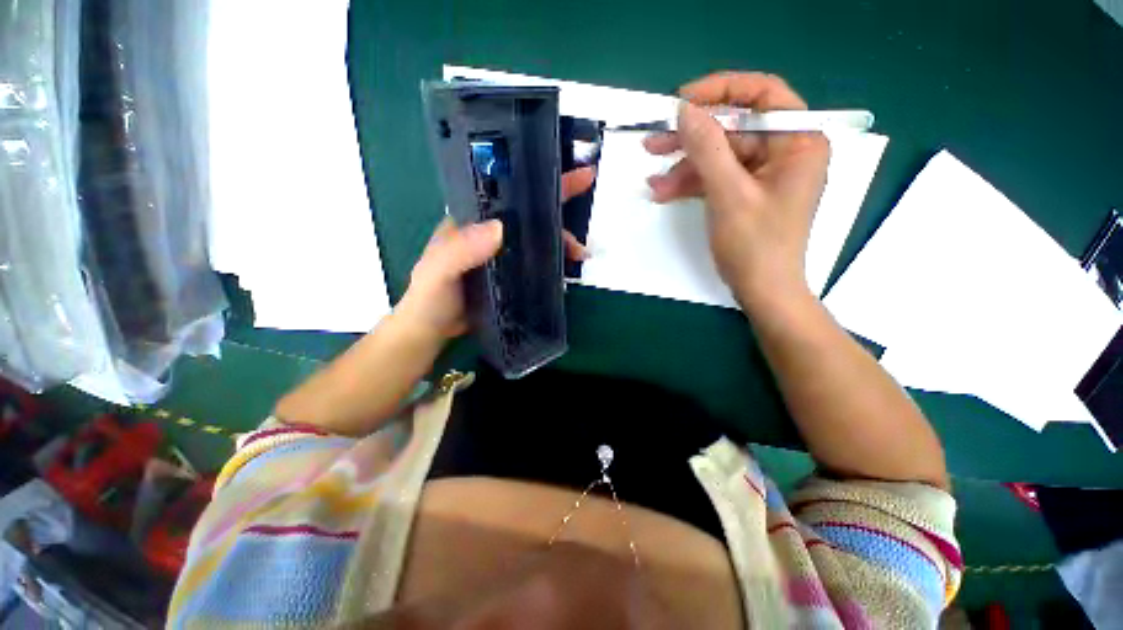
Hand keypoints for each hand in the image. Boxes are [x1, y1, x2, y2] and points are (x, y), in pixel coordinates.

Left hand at [396, 167, 595, 339]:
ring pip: (538, 240)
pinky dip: (553, 264)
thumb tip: (499, 229)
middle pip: (530, 216)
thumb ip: (460, 251)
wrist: (434, 330)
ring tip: (579, 256)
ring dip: (561, 242)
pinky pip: (537, 263)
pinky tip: (565, 273)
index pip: (508, 194)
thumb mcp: (438, 271)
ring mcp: (503, 254)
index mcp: (474, 221)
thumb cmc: (430, 297)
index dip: (537, 182)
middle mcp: (491, 233)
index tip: (571, 175)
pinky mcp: (511, 275)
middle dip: (559, 215)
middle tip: (580, 225)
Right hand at [644, 72, 830, 309]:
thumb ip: (707, 148)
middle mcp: (783, 151)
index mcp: (798, 141)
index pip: (762, 94)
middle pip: (733, 129)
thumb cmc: (755, 245)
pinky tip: (663, 192)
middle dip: (691, 139)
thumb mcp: (729, 194)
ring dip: (683, 168)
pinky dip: (690, 185)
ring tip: (652, 181)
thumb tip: (684, 110)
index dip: (721, 90)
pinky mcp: (745, 193)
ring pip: (718, 157)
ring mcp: (763, 174)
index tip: (683, 101)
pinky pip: (716, 179)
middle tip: (653, 142)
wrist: (762, 291)